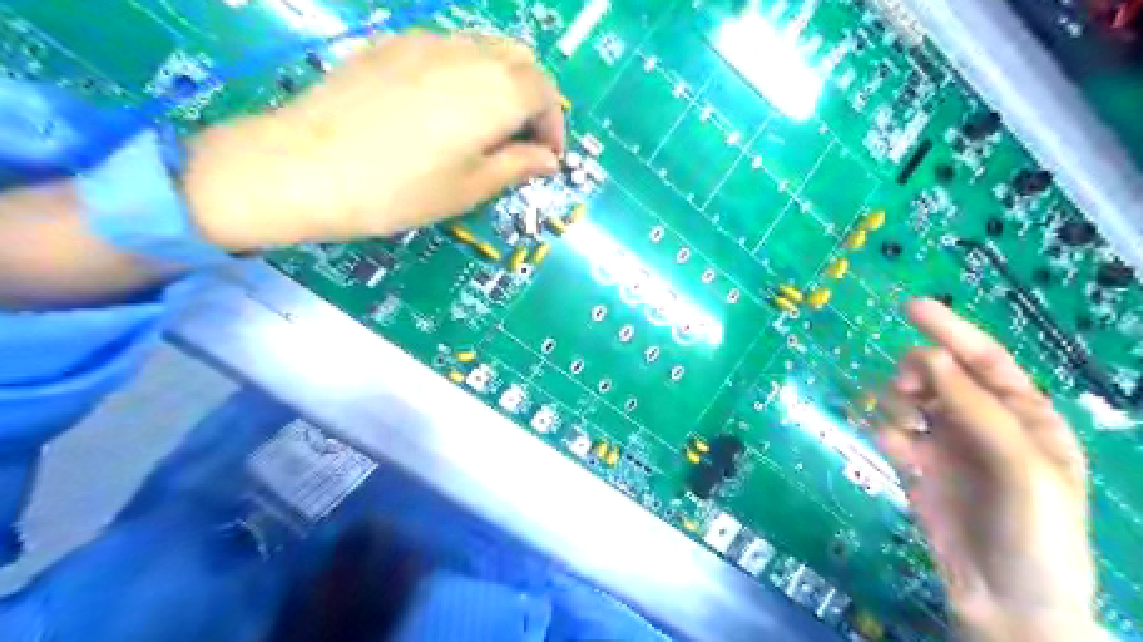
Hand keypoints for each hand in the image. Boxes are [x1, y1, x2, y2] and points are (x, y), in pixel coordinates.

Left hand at [181, 30, 566, 253]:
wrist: (306, 166)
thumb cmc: (401, 190)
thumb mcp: (470, 188)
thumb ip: (517, 166)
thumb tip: (547, 160)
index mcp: (498, 92)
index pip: (546, 95)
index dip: (554, 128)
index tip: (546, 159)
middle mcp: (470, 53)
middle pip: (522, 61)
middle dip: (534, 98)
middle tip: (522, 139)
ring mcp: (428, 41)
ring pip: (486, 48)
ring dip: (502, 82)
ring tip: (487, 124)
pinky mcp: (393, 43)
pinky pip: (449, 47)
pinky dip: (466, 72)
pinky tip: (445, 106)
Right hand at [878, 302, 1096, 641]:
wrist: (1004, 602)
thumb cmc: (1034, 534)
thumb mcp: (1022, 468)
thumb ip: (976, 409)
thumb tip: (930, 356)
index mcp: (1024, 416)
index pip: (984, 359)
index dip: (950, 330)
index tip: (909, 307)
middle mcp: (981, 422)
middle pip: (938, 374)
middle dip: (918, 373)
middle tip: (907, 390)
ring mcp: (945, 444)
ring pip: (908, 398)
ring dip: (898, 402)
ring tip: (905, 430)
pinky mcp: (915, 466)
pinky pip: (890, 431)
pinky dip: (886, 432)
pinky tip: (896, 451)